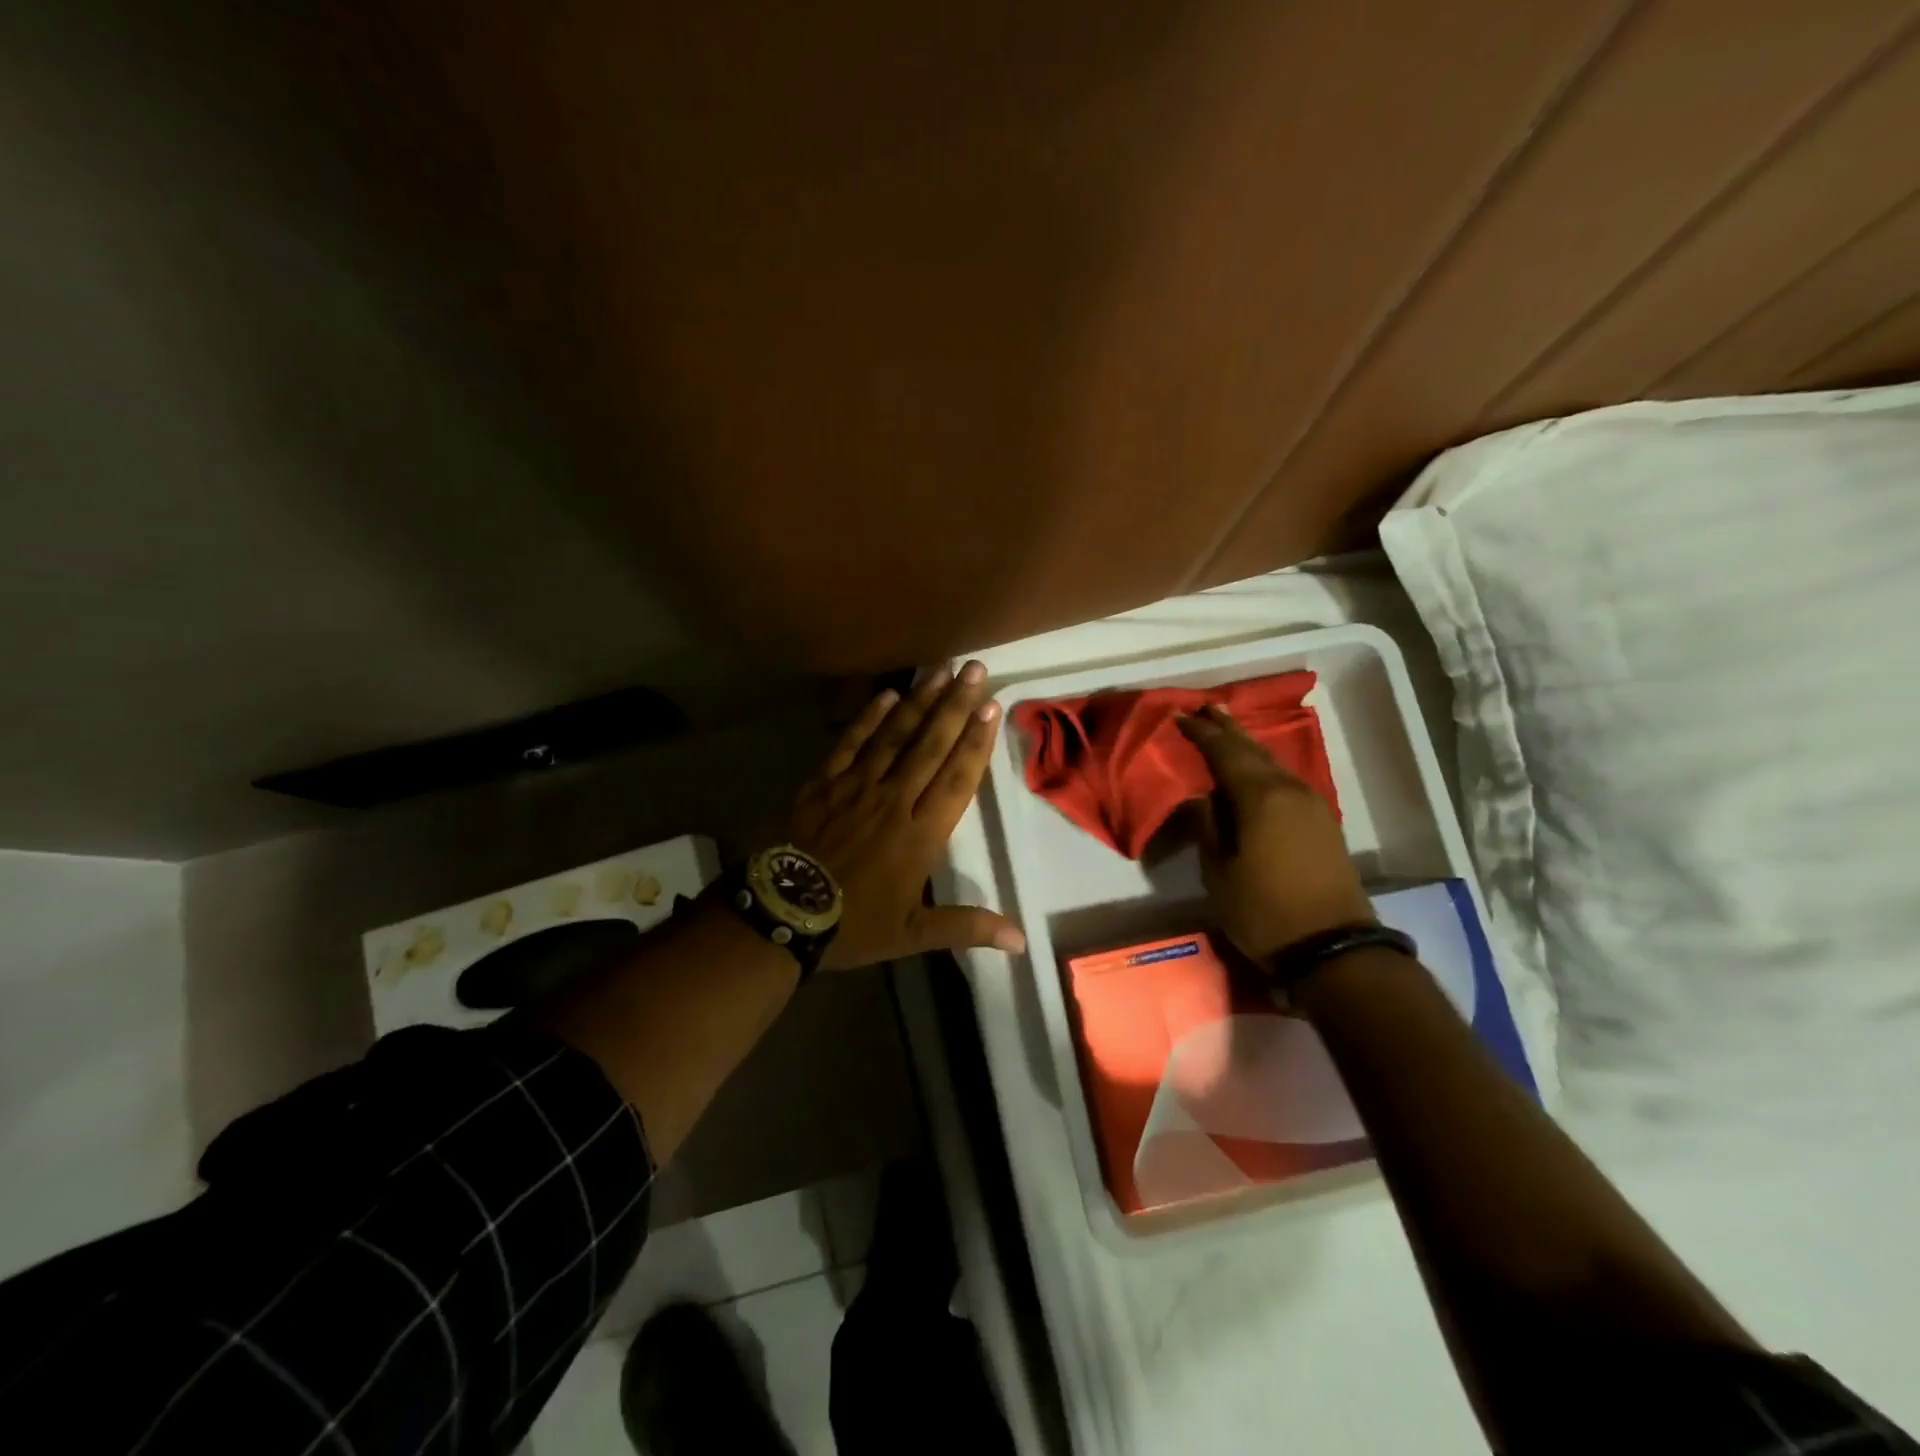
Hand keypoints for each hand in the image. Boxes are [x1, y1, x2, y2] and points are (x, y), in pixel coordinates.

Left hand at [786, 661, 1026, 970]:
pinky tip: (887, 694)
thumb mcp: (912, 935)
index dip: (977, 741)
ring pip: (895, 736)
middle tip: (975, 669)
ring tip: (941, 669)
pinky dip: (868, 718)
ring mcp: (857, 786)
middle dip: (956, 705)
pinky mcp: (824, 782)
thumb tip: (1021, 942)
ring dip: (920, 701)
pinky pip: (850, 743)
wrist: (782, 914)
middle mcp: (894, 800)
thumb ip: (966, 927)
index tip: (992, 707)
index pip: (957, 779)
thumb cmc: (853, 925)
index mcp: (921, 834)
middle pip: (931, 745)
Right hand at [1175, 704, 1373, 959]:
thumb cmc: (1263, 910)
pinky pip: (1286, 780)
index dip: (1201, 733)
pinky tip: (1255, 770)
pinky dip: (1264, 767)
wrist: (1332, 946)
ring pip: (1273, 763)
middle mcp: (1289, 789)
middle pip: (1253, 749)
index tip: (1180, 716)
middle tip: (1205, 710)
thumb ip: (1207, 825)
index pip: (1224, 752)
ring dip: (1247, 746)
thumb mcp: (1218, 871)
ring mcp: (1312, 803)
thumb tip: (1202, 796)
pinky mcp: (1323, 821)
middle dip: (1227, 729)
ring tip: (1226, 732)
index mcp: (1260, 797)